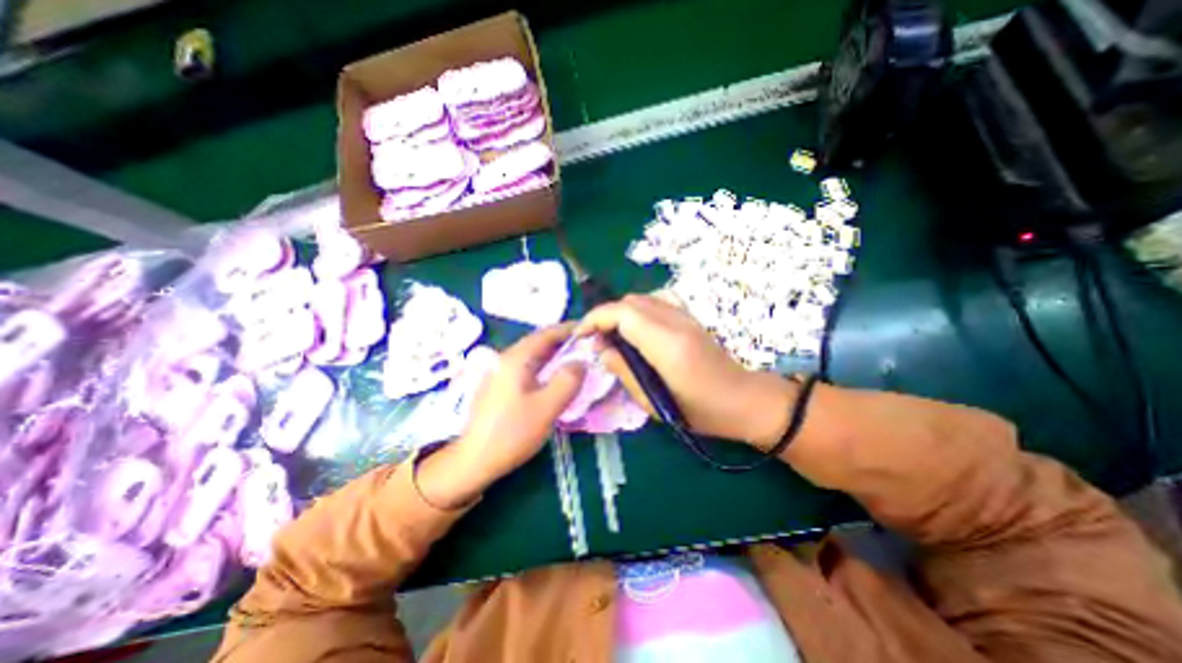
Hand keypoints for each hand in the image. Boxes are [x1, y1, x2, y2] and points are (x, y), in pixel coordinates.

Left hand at [417, 321, 581, 508]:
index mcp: (516, 359)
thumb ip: (568, 380)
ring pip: (532, 355)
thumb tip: (581, 361)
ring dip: (553, 355)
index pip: (546, 333)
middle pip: (538, 342)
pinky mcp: (498, 386)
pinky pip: (526, 367)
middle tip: (586, 347)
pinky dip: (543, 367)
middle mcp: (505, 359)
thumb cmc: (512, 433)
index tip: (589, 330)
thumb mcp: (547, 407)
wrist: (474, 461)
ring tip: (574, 361)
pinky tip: (552, 378)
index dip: (569, 329)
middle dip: (562, 342)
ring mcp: (499, 372)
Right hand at [578, 296, 798, 447]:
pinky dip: (638, 310)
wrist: (743, 399)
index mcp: (667, 345)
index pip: (623, 314)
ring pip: (642, 298)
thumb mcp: (654, 402)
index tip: (581, 334)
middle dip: (605, 316)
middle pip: (630, 302)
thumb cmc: (700, 411)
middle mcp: (676, 322)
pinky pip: (656, 301)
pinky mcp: (689, 317)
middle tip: (596, 341)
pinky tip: (637, 330)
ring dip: (620, 313)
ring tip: (613, 336)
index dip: (596, 318)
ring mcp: (685, 316)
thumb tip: (602, 350)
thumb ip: (624, 371)